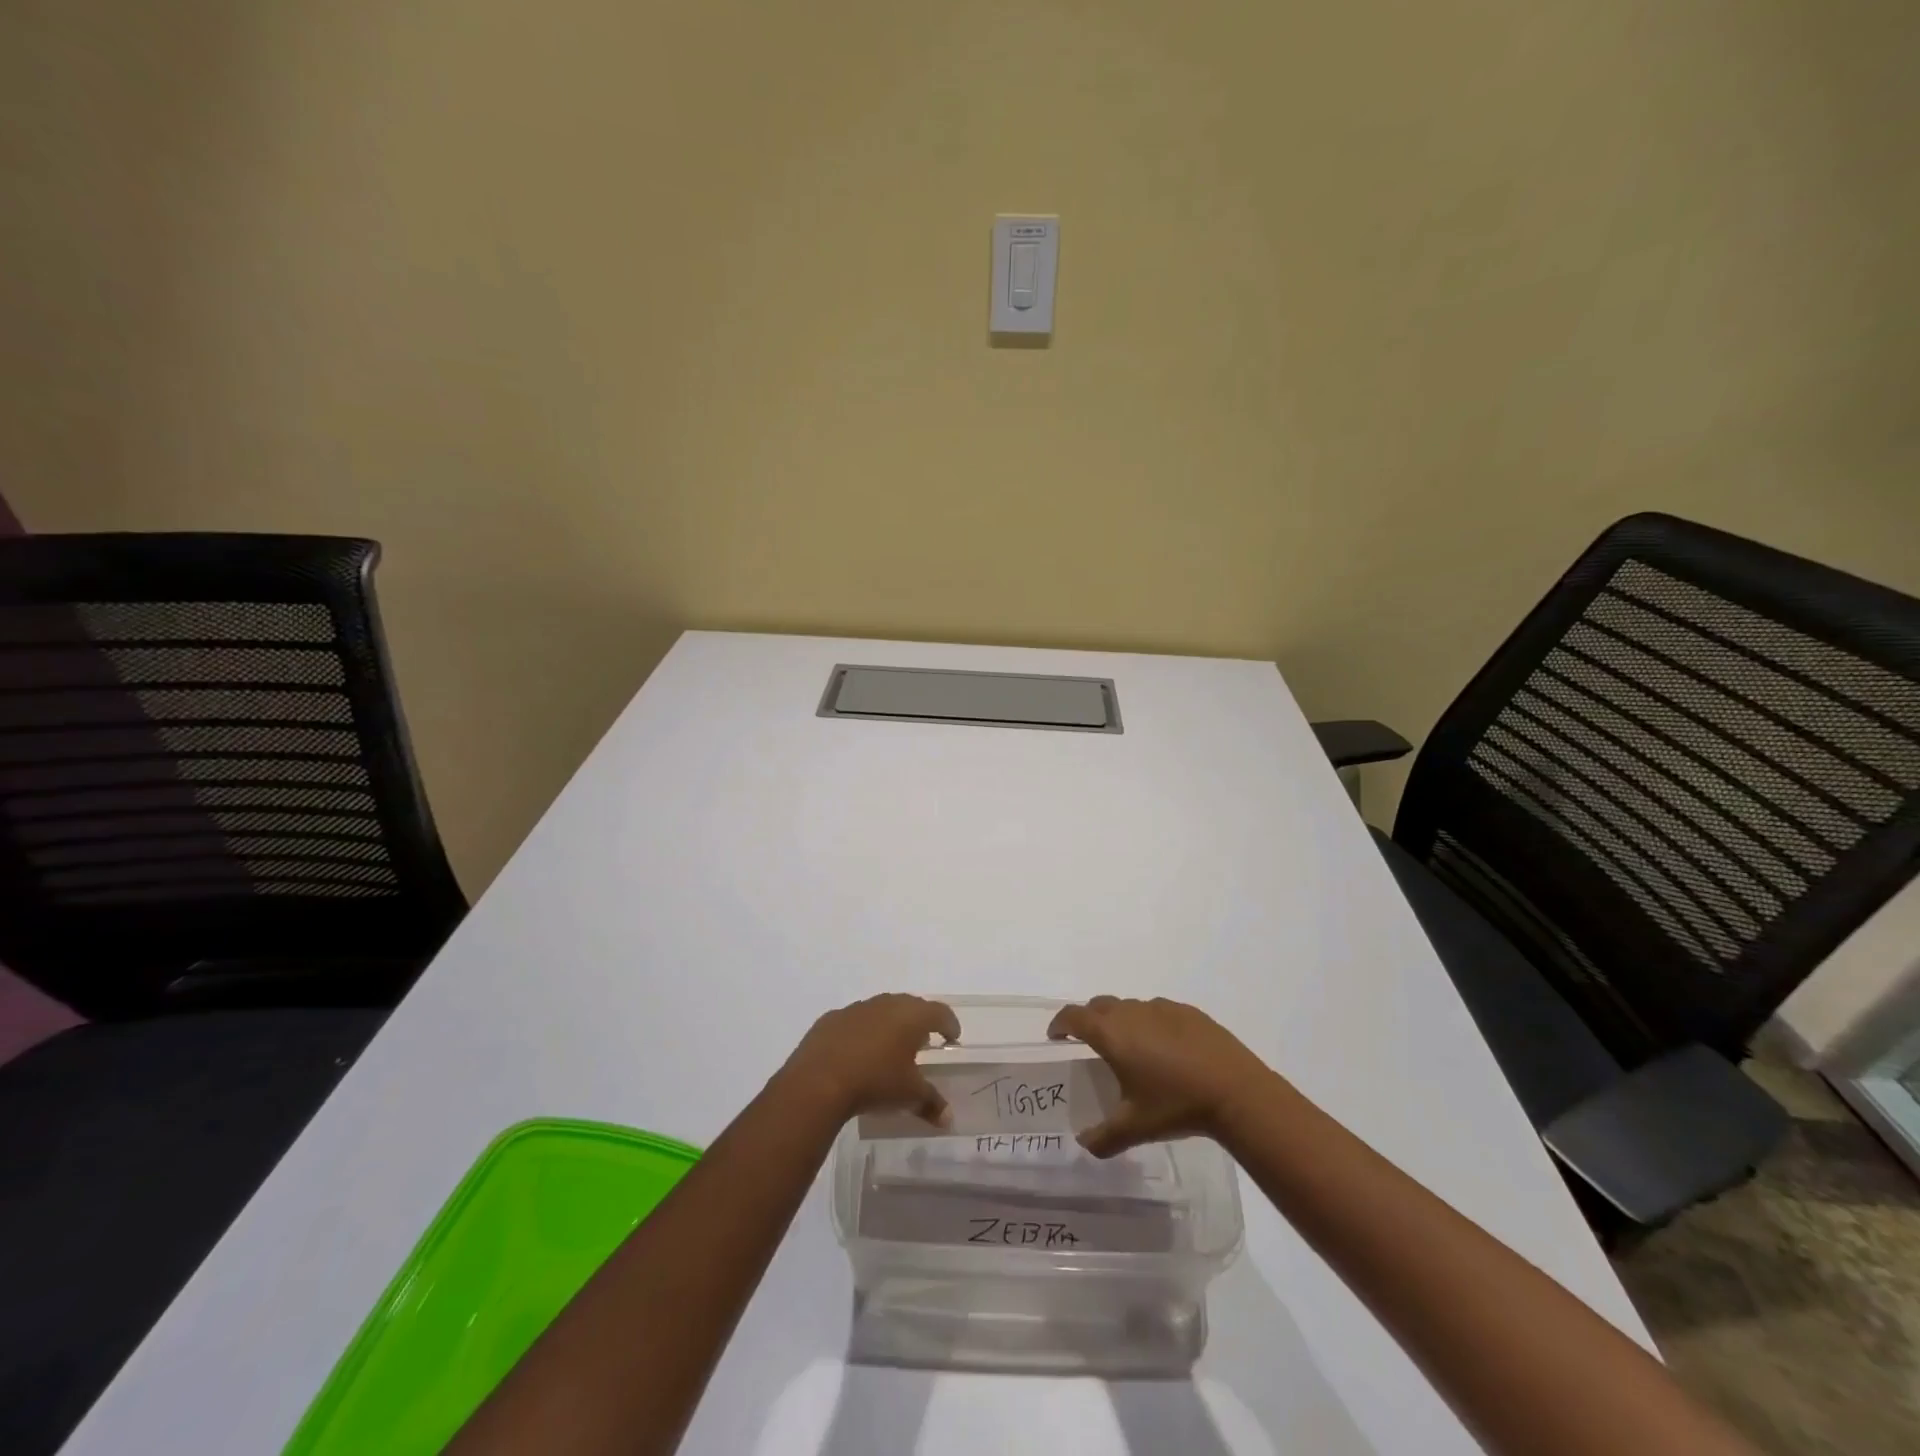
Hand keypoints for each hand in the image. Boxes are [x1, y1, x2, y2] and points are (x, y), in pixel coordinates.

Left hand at [777, 994, 960, 1126]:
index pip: (939, 1012)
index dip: (949, 1024)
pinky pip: (854, 1021)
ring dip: (890, 1024)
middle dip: (920, 1020)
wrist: (819, 1081)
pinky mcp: (831, 1019)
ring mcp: (857, 1009)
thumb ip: (931, 1103)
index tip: (953, 1037)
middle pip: (910, 1005)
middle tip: (925, 1038)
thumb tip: (948, 1118)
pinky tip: (858, 1051)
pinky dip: (862, 1032)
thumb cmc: (875, 1082)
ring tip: (891, 1045)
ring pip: (881, 1010)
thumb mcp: (909, 1096)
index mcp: (911, 1017)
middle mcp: (886, 1004)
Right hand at [1048, 996, 1277, 1157]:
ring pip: (1130, 1006)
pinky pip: (1158, 1011)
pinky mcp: (1188, 1011)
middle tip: (1089, 1042)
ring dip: (1121, 1020)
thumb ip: (1103, 1137)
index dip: (1060, 1023)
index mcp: (1112, 1033)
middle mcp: (1132, 1012)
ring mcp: (1161, 1007)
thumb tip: (1084, 1145)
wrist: (1235, 1090)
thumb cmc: (1176, 1105)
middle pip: (1099, 1005)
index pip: (1074, 1016)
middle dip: (1088, 1019)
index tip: (1056, 1036)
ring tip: (1131, 1049)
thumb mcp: (1134, 1127)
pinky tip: (1166, 1049)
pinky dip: (1151, 1023)